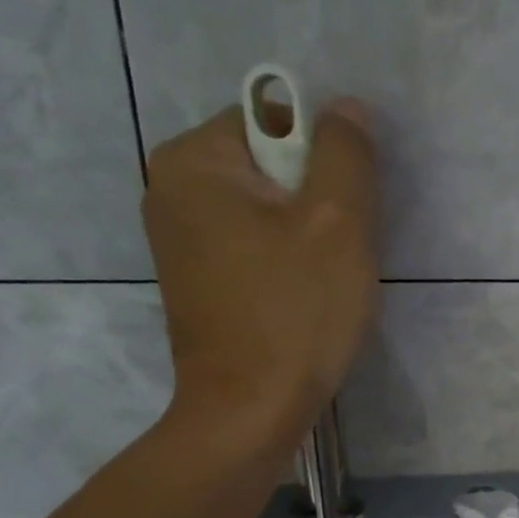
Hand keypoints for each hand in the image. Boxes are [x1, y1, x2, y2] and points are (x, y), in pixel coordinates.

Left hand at [141, 98, 378, 452]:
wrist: (249, 411)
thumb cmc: (295, 314)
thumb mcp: (336, 224)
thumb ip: (345, 155)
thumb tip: (346, 107)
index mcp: (194, 161)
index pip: (275, 121)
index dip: (325, 160)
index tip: (346, 213)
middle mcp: (171, 189)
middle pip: (269, 167)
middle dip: (317, 201)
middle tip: (342, 252)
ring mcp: (179, 240)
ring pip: (266, 212)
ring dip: (307, 236)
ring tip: (326, 282)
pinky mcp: (198, 282)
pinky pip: (253, 247)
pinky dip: (285, 263)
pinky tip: (304, 301)